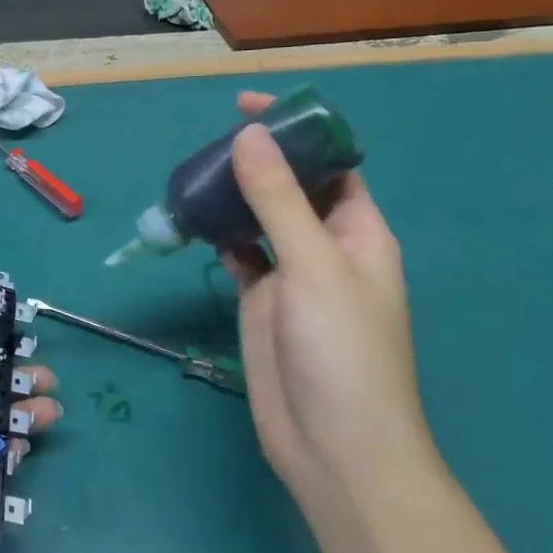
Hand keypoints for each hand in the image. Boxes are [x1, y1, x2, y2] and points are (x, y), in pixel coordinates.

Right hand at [225, 91, 433, 503]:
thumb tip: (250, 136)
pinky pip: (238, 253)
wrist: (334, 447)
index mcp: (360, 231)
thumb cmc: (342, 350)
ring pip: (260, 218)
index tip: (249, 106)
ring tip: (193, 174)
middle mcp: (327, 246)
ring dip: (232, 195)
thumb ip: (279, 200)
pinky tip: (194, 222)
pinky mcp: (260, 300)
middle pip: (292, 186)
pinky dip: (218, 235)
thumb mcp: (314, 265)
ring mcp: (291, 275)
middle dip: (257, 158)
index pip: (332, 163)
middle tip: (209, 140)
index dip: (298, 130)